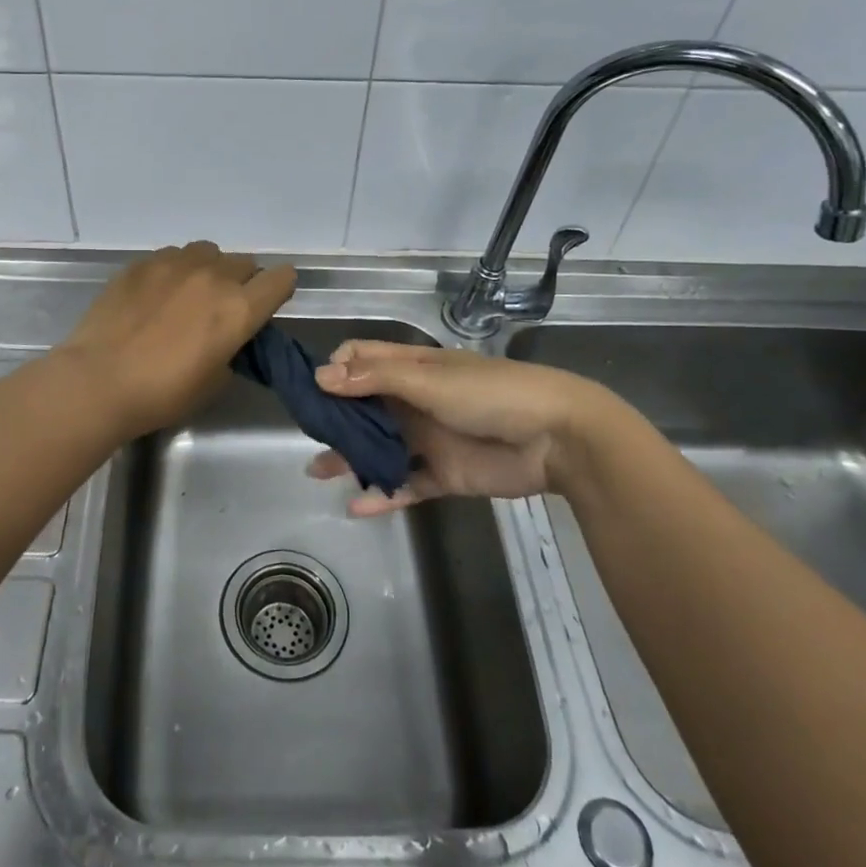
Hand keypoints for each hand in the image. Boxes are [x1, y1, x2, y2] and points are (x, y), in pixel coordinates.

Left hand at [59, 242, 296, 439]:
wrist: (99, 380)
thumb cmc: (162, 393)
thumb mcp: (215, 380)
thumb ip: (232, 347)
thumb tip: (228, 334)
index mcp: (239, 308)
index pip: (281, 279)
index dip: (278, 290)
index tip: (266, 305)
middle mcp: (213, 276)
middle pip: (245, 263)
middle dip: (242, 283)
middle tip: (221, 310)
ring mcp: (175, 264)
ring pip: (208, 252)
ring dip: (209, 270)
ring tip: (188, 295)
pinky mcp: (142, 263)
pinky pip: (172, 255)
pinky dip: (175, 270)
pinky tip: (156, 295)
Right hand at [309, 341, 617, 516]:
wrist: (557, 439)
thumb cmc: (491, 394)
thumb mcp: (429, 379)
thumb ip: (375, 379)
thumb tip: (320, 377)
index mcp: (412, 367)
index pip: (361, 359)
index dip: (335, 369)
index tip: (313, 390)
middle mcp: (414, 400)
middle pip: (363, 405)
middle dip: (335, 417)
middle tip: (309, 434)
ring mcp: (428, 439)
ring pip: (378, 447)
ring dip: (350, 457)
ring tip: (318, 472)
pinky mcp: (443, 474)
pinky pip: (405, 485)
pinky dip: (381, 495)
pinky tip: (355, 507)